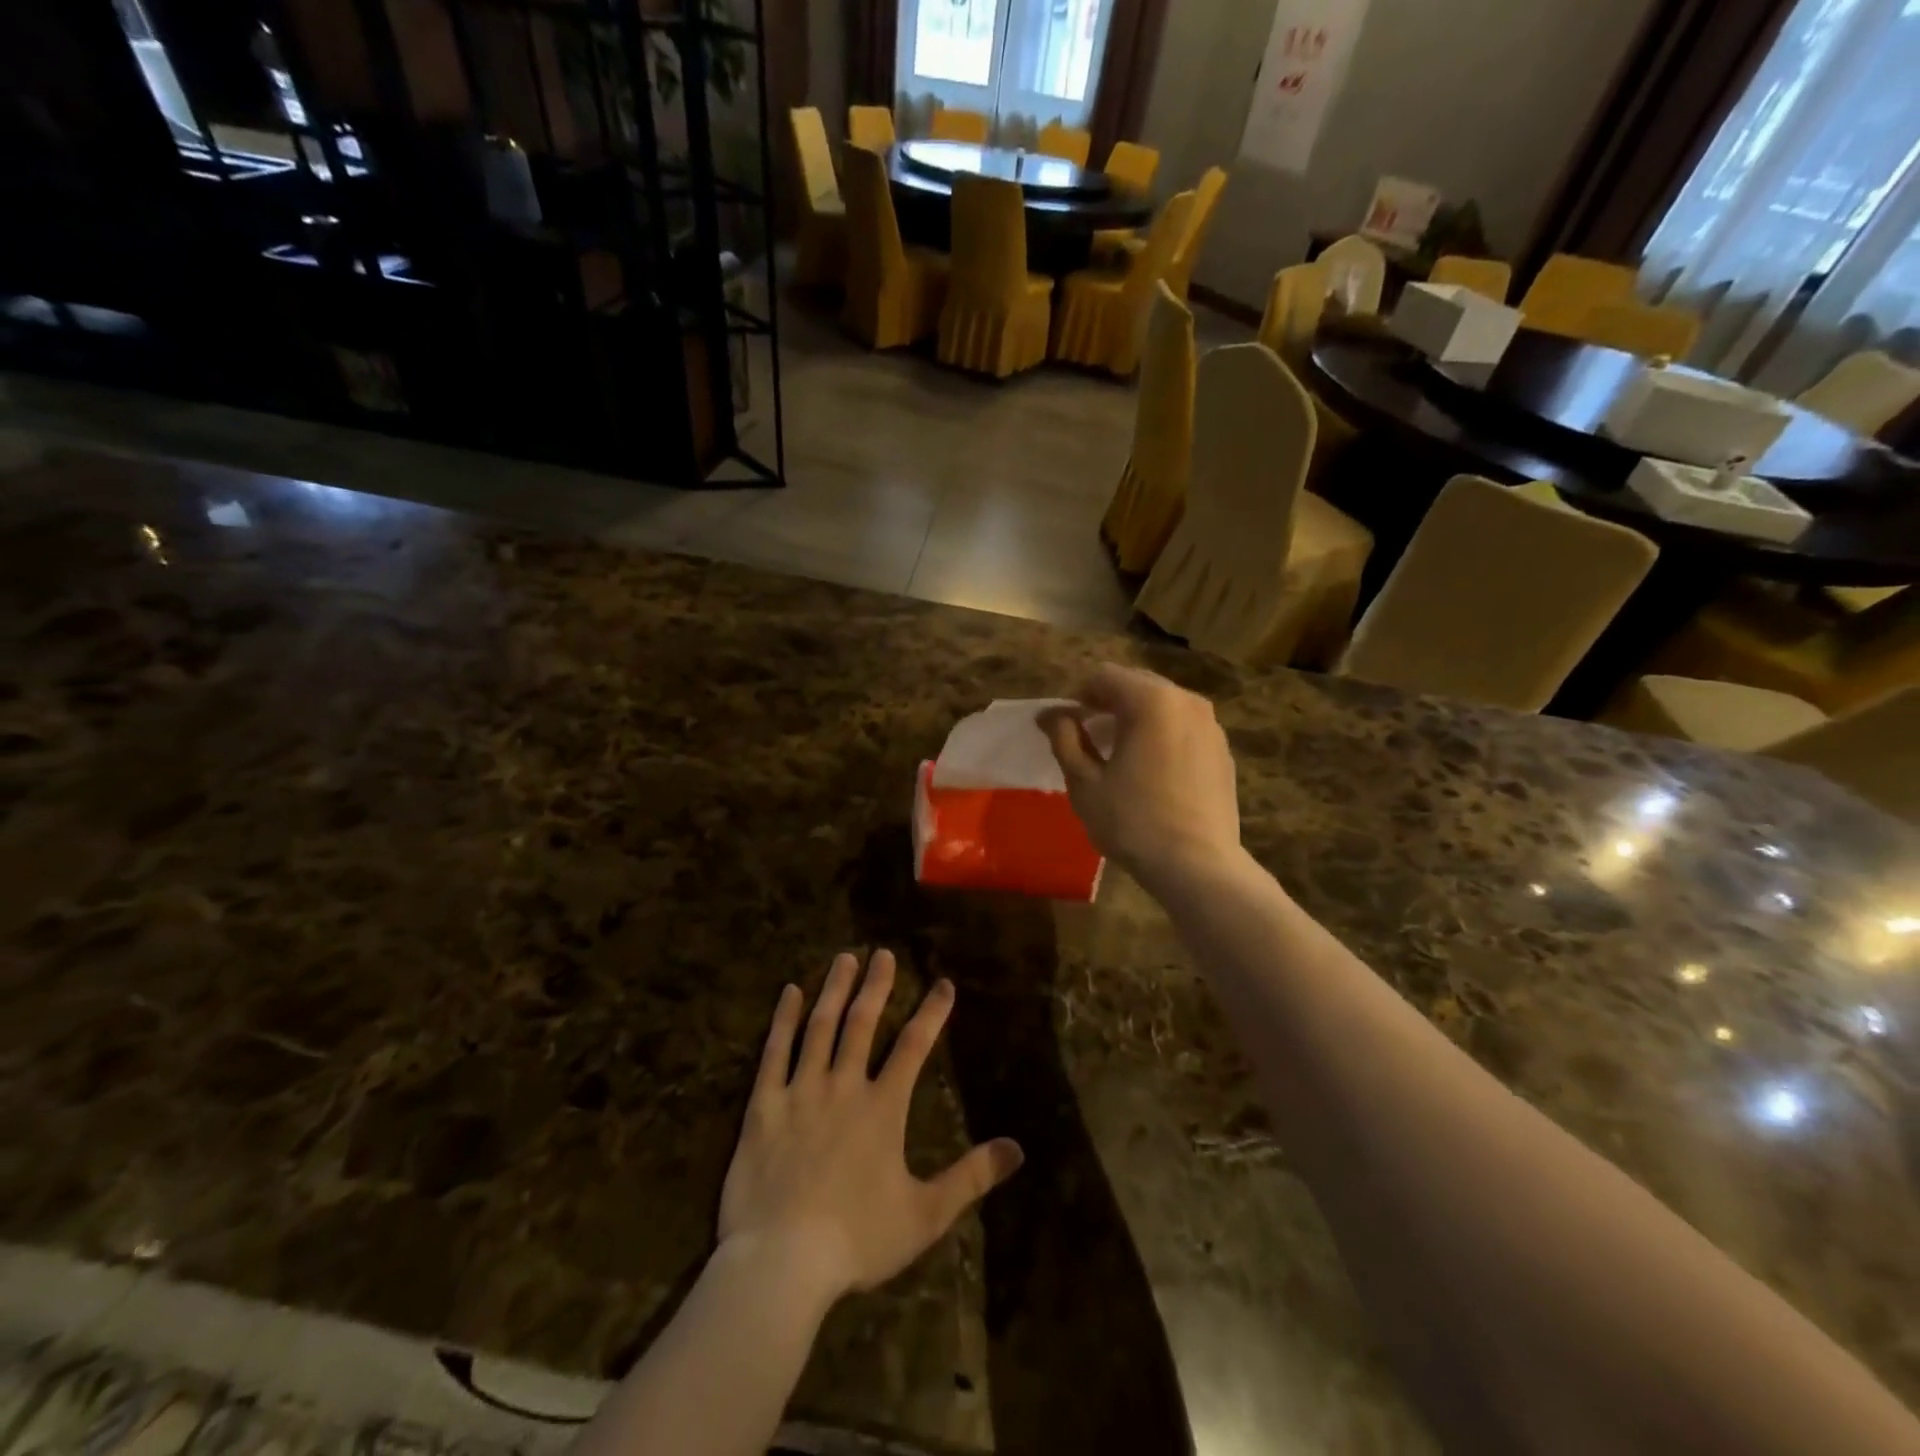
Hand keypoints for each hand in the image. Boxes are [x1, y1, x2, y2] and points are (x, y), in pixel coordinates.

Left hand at [718, 951, 1023, 1304]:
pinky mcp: (763, 1106)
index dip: (932, 1012)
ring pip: (820, 1027)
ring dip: (834, 990)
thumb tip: (1018, 1149)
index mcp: (882, 1108)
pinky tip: (790, 992)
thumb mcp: (925, 1214)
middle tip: (882, 952)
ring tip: (844, 958)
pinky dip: (783, 1020)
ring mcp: (800, 1092)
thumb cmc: (857, 1240)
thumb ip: (971, 1177)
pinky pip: (774, 1052)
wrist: (782, 1264)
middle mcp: (843, 1087)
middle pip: (862, 1023)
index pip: (914, 1046)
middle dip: (876, 985)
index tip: (943, 983)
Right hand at [1040, 663, 1241, 890]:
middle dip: (1107, 703)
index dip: (1078, 696)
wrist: (1198, 866)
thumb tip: (1052, 715)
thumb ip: (1065, 739)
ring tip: (1118, 754)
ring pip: (1163, 705)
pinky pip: (1183, 728)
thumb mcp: (1085, 782)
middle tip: (1087, 736)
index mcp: (1151, 701)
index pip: (1104, 676)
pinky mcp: (1222, 750)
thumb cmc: (1133, 822)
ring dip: (1135, 718)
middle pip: (1136, 684)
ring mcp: (1211, 725)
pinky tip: (1151, 771)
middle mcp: (1186, 701)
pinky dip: (1161, 735)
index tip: (1065, 726)